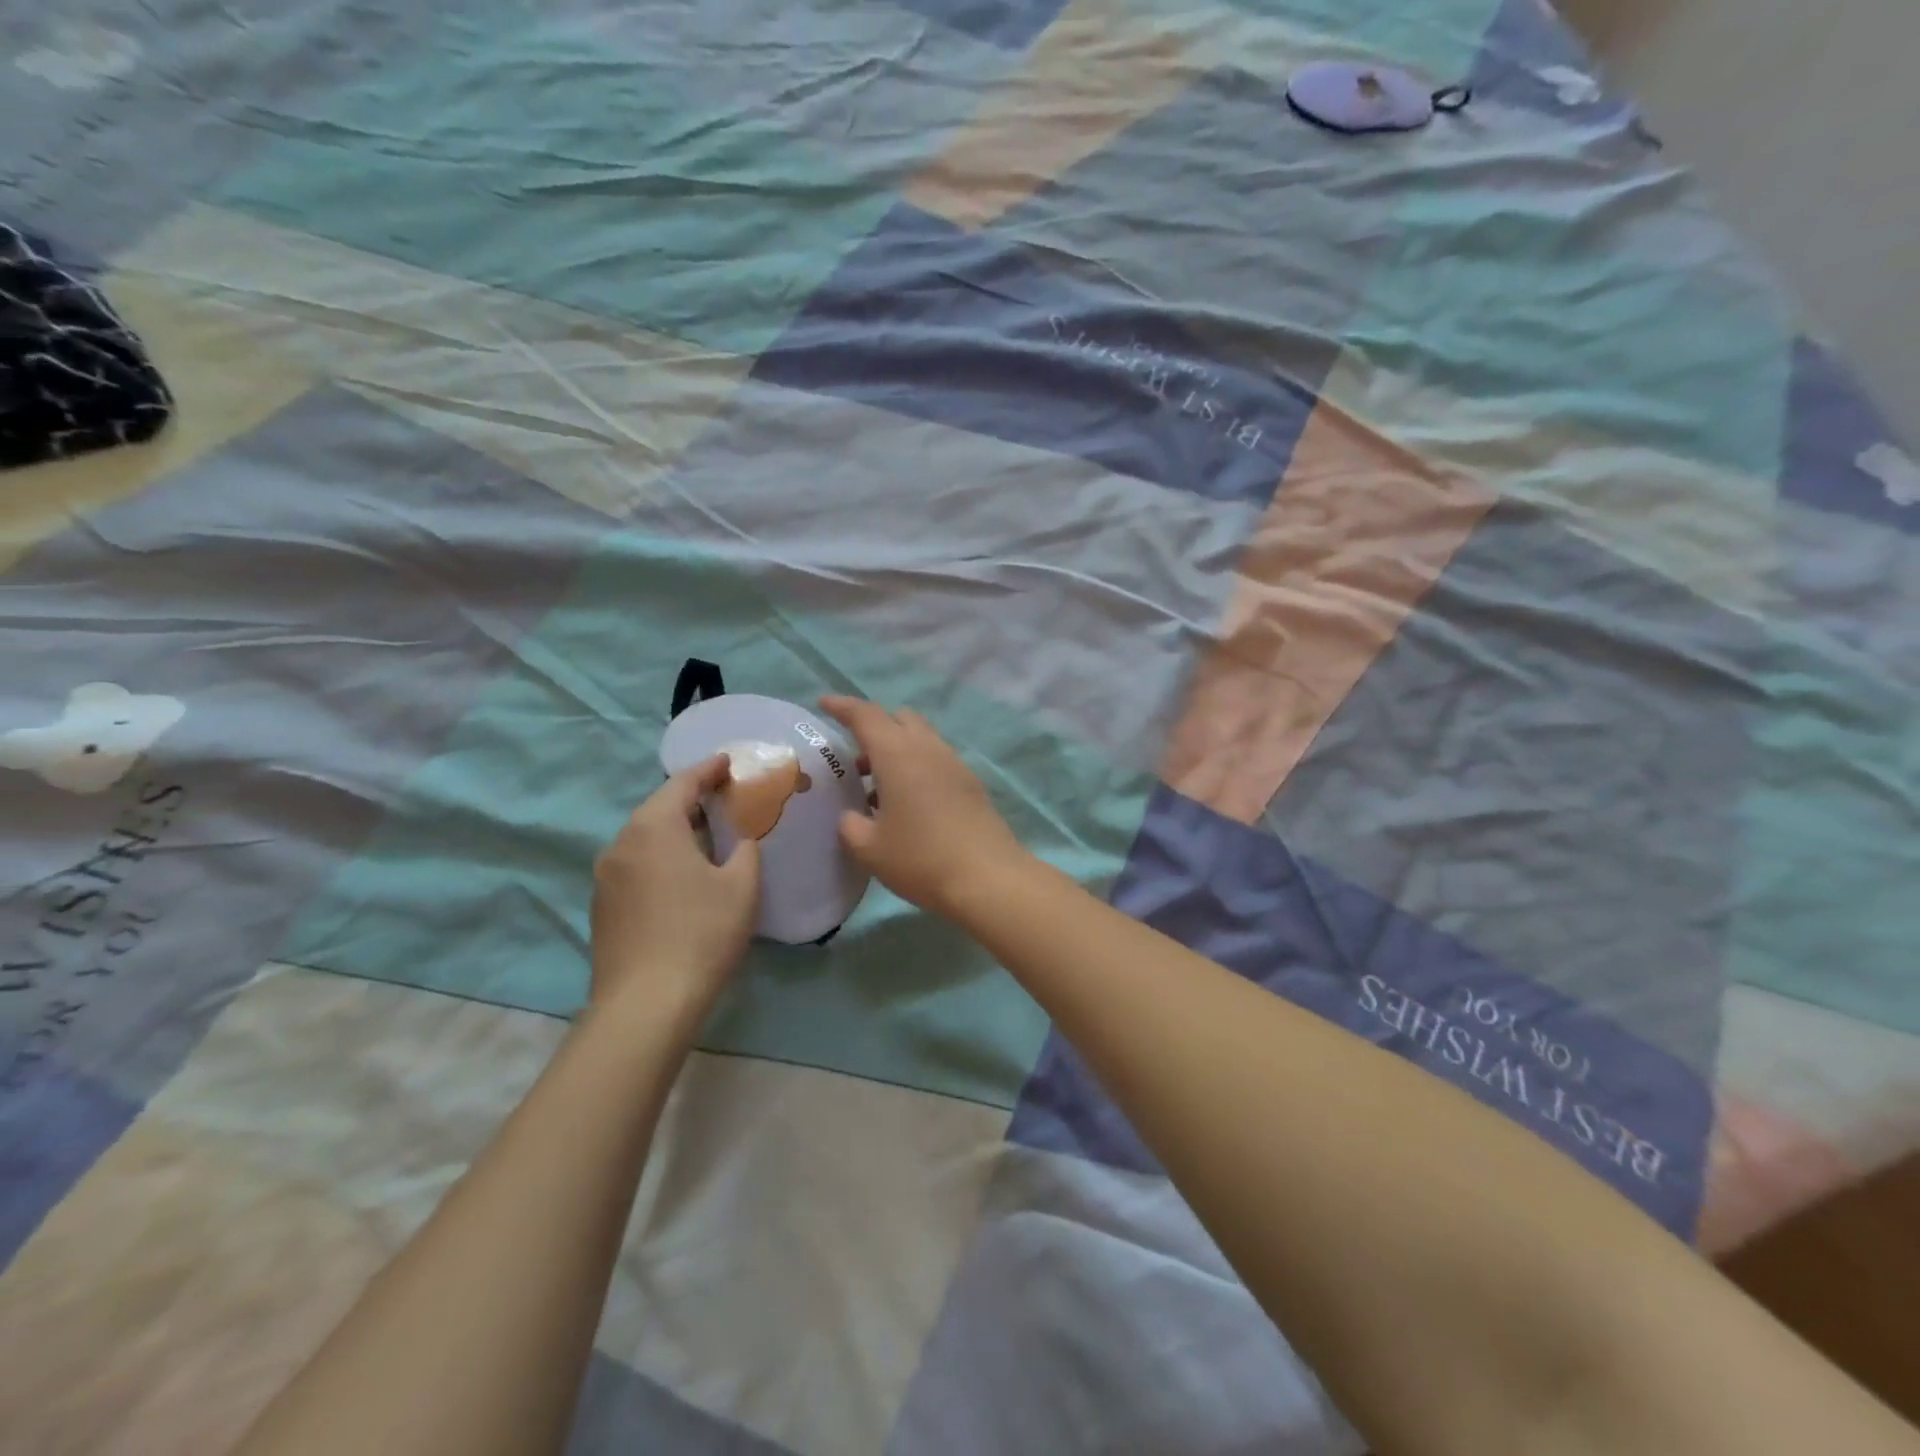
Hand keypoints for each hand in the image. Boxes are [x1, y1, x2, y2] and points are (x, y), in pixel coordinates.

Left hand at [590, 757, 760, 1022]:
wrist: (645, 1004)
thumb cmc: (701, 933)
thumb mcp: (741, 886)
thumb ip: (744, 850)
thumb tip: (737, 842)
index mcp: (654, 827)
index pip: (682, 783)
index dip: (708, 769)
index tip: (728, 762)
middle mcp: (621, 843)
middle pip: (659, 808)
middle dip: (691, 799)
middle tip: (724, 798)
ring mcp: (606, 876)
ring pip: (645, 838)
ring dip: (675, 830)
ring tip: (706, 835)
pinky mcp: (603, 906)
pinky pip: (636, 864)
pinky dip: (661, 856)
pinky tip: (682, 875)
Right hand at [819, 696, 1029, 918]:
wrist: (987, 878)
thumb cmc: (920, 858)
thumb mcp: (869, 849)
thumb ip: (850, 825)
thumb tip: (851, 816)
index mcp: (898, 754)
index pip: (866, 715)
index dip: (842, 706)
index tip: (824, 703)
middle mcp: (928, 749)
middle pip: (899, 719)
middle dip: (875, 728)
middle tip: (855, 760)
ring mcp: (954, 764)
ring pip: (921, 739)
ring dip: (897, 751)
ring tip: (877, 791)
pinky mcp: (971, 784)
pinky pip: (937, 760)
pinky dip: (917, 768)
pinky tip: (908, 805)